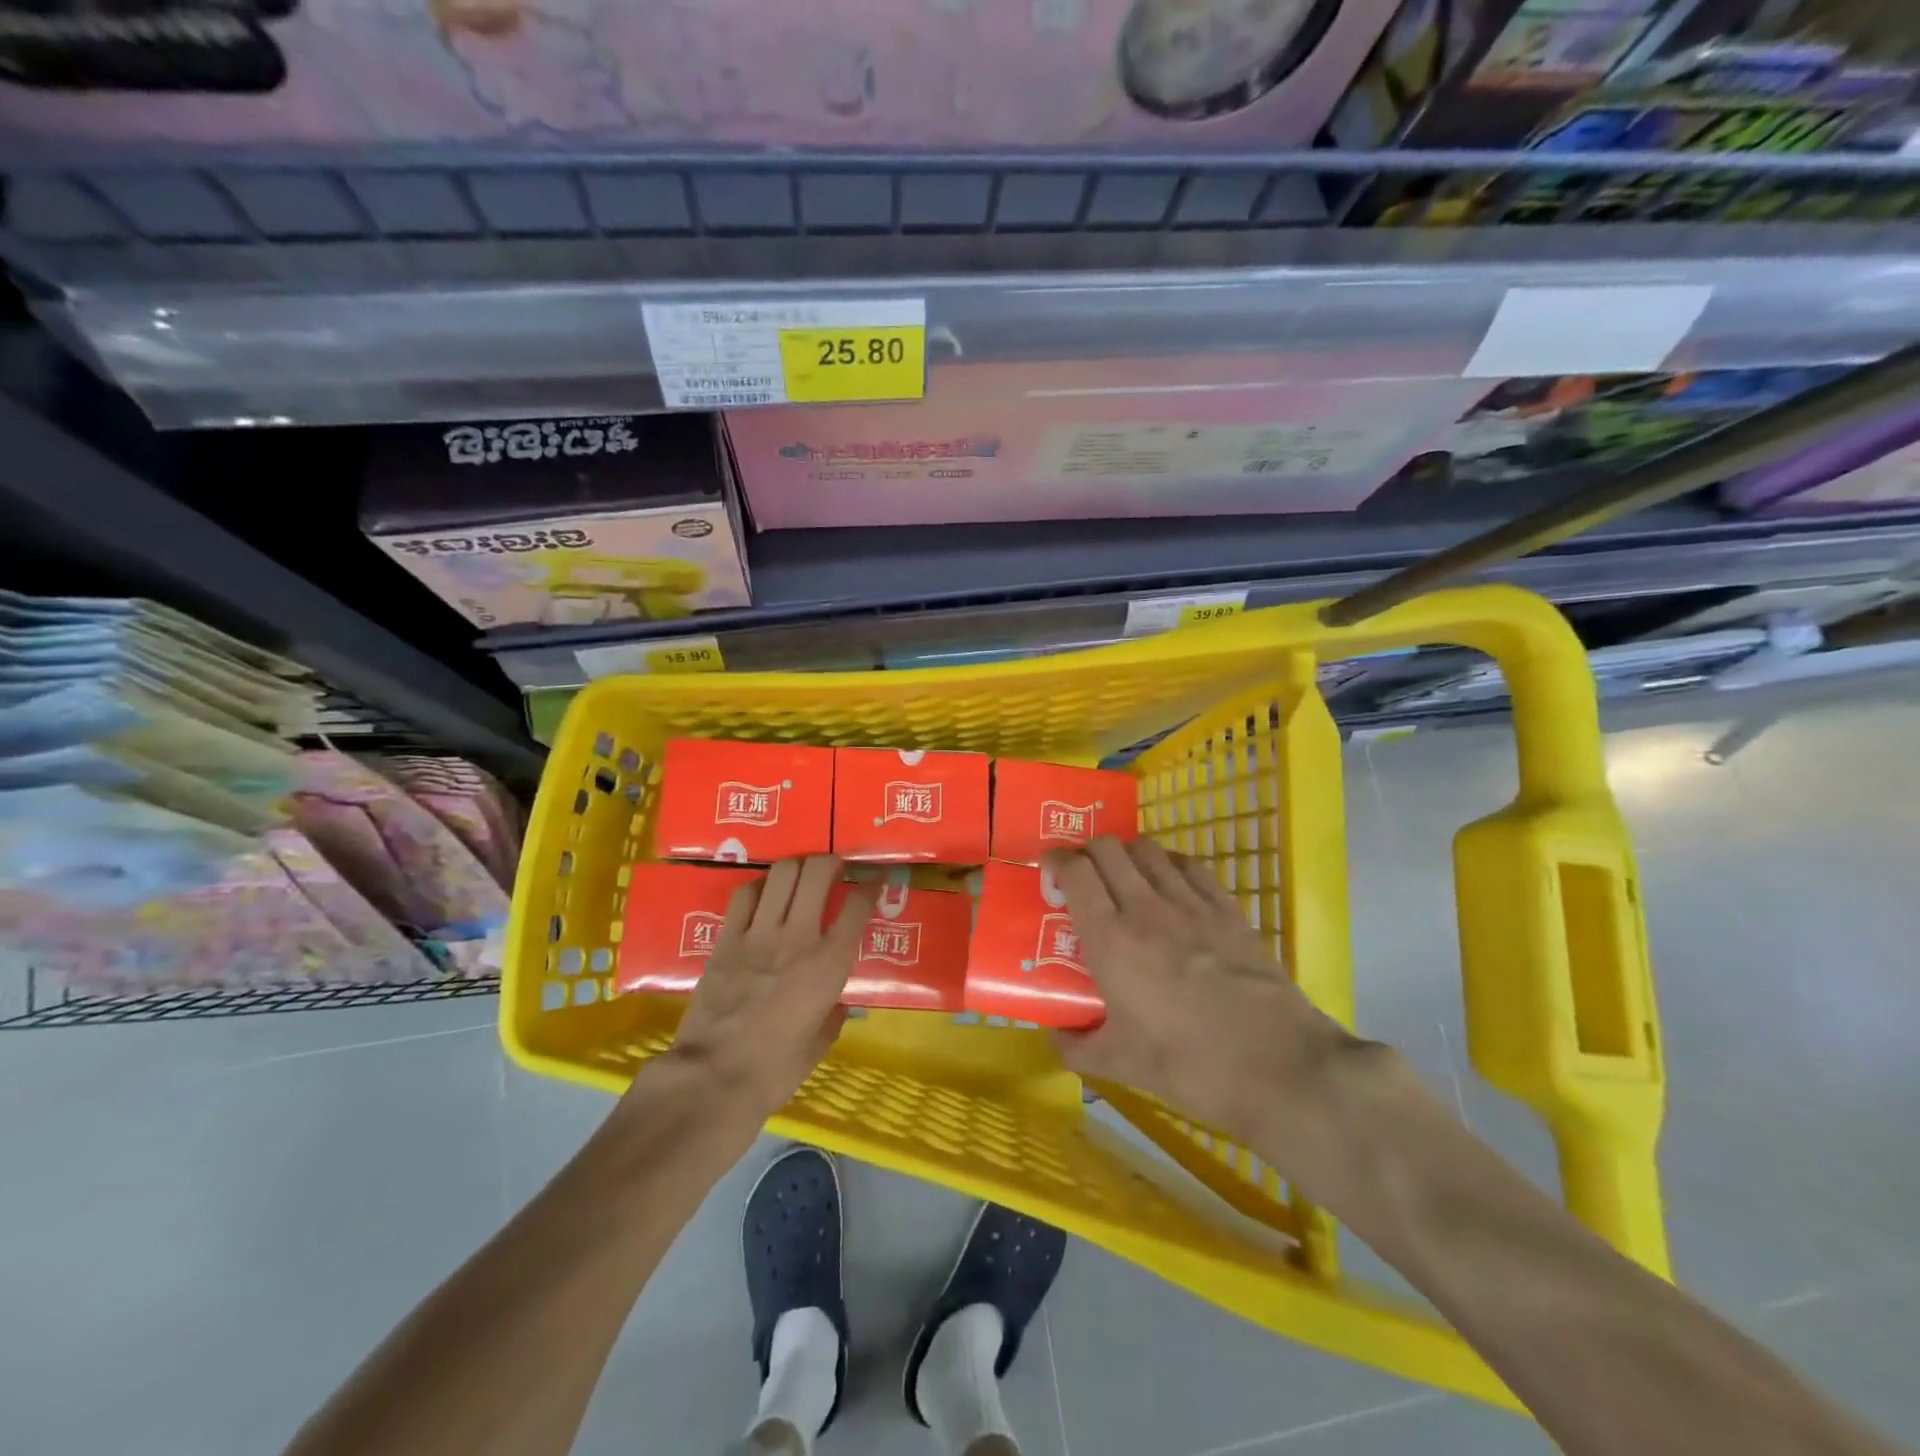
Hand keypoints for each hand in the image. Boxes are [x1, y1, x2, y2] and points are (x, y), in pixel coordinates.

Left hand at [661, 856, 879, 1123]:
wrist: (714, 1078)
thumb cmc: (775, 1070)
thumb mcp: (819, 1044)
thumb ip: (833, 1016)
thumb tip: (837, 1004)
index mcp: (829, 964)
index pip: (857, 906)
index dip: (870, 885)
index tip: (874, 879)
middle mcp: (799, 937)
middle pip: (818, 873)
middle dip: (831, 861)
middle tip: (835, 867)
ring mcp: (759, 934)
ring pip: (782, 874)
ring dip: (796, 866)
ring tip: (801, 874)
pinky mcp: (726, 939)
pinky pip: (744, 895)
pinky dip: (758, 886)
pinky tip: (763, 893)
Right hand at [1046, 837, 1369, 1177]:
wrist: (1279, 1066)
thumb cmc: (1190, 1066)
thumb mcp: (1121, 1065)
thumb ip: (1077, 1047)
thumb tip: (1054, 1035)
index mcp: (1111, 940)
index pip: (1075, 871)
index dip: (1056, 861)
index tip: (1049, 873)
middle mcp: (1145, 908)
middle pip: (1108, 848)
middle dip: (1088, 852)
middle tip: (1083, 877)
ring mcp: (1191, 903)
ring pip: (1148, 849)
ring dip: (1127, 854)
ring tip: (1124, 879)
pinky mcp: (1227, 909)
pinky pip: (1190, 865)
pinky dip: (1169, 863)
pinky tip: (1169, 883)